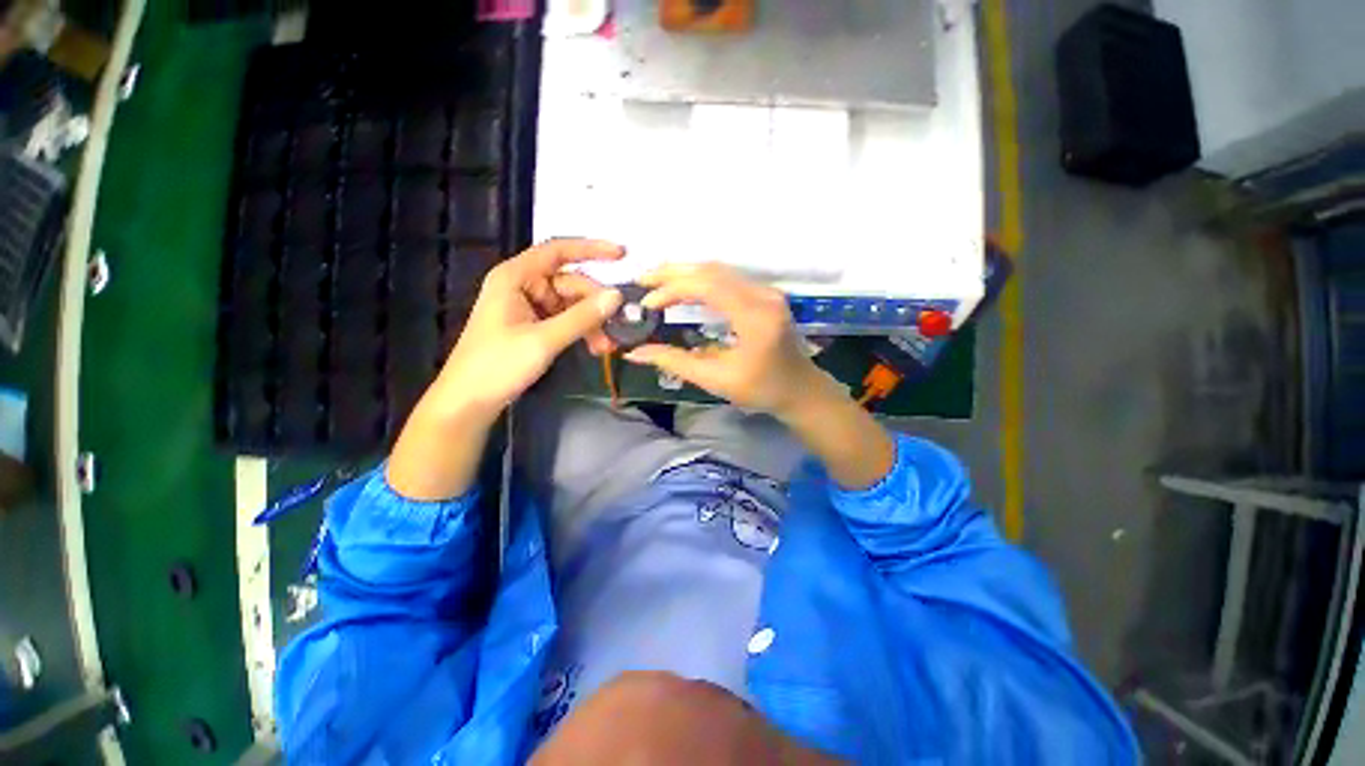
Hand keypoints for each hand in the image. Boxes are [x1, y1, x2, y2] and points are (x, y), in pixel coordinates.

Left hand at [387, 239, 622, 500]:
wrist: (468, 402)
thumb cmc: (498, 365)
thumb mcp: (544, 340)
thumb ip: (582, 317)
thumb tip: (617, 296)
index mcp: (515, 277)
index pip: (558, 251)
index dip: (591, 249)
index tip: (623, 255)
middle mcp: (523, 286)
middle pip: (570, 283)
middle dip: (595, 305)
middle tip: (616, 328)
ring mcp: (528, 306)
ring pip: (571, 304)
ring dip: (591, 322)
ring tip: (606, 346)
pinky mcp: (533, 326)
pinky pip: (565, 320)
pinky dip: (581, 331)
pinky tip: (594, 347)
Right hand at [625, 262, 893, 488]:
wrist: (801, 389)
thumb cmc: (762, 390)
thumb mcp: (716, 380)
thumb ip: (675, 363)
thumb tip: (634, 353)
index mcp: (755, 318)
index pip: (708, 287)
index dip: (672, 289)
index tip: (647, 303)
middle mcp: (764, 296)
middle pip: (713, 270)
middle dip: (673, 272)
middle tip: (642, 280)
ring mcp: (767, 291)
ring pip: (720, 269)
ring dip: (686, 273)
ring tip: (656, 281)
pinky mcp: (765, 294)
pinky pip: (728, 277)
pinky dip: (701, 279)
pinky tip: (683, 287)